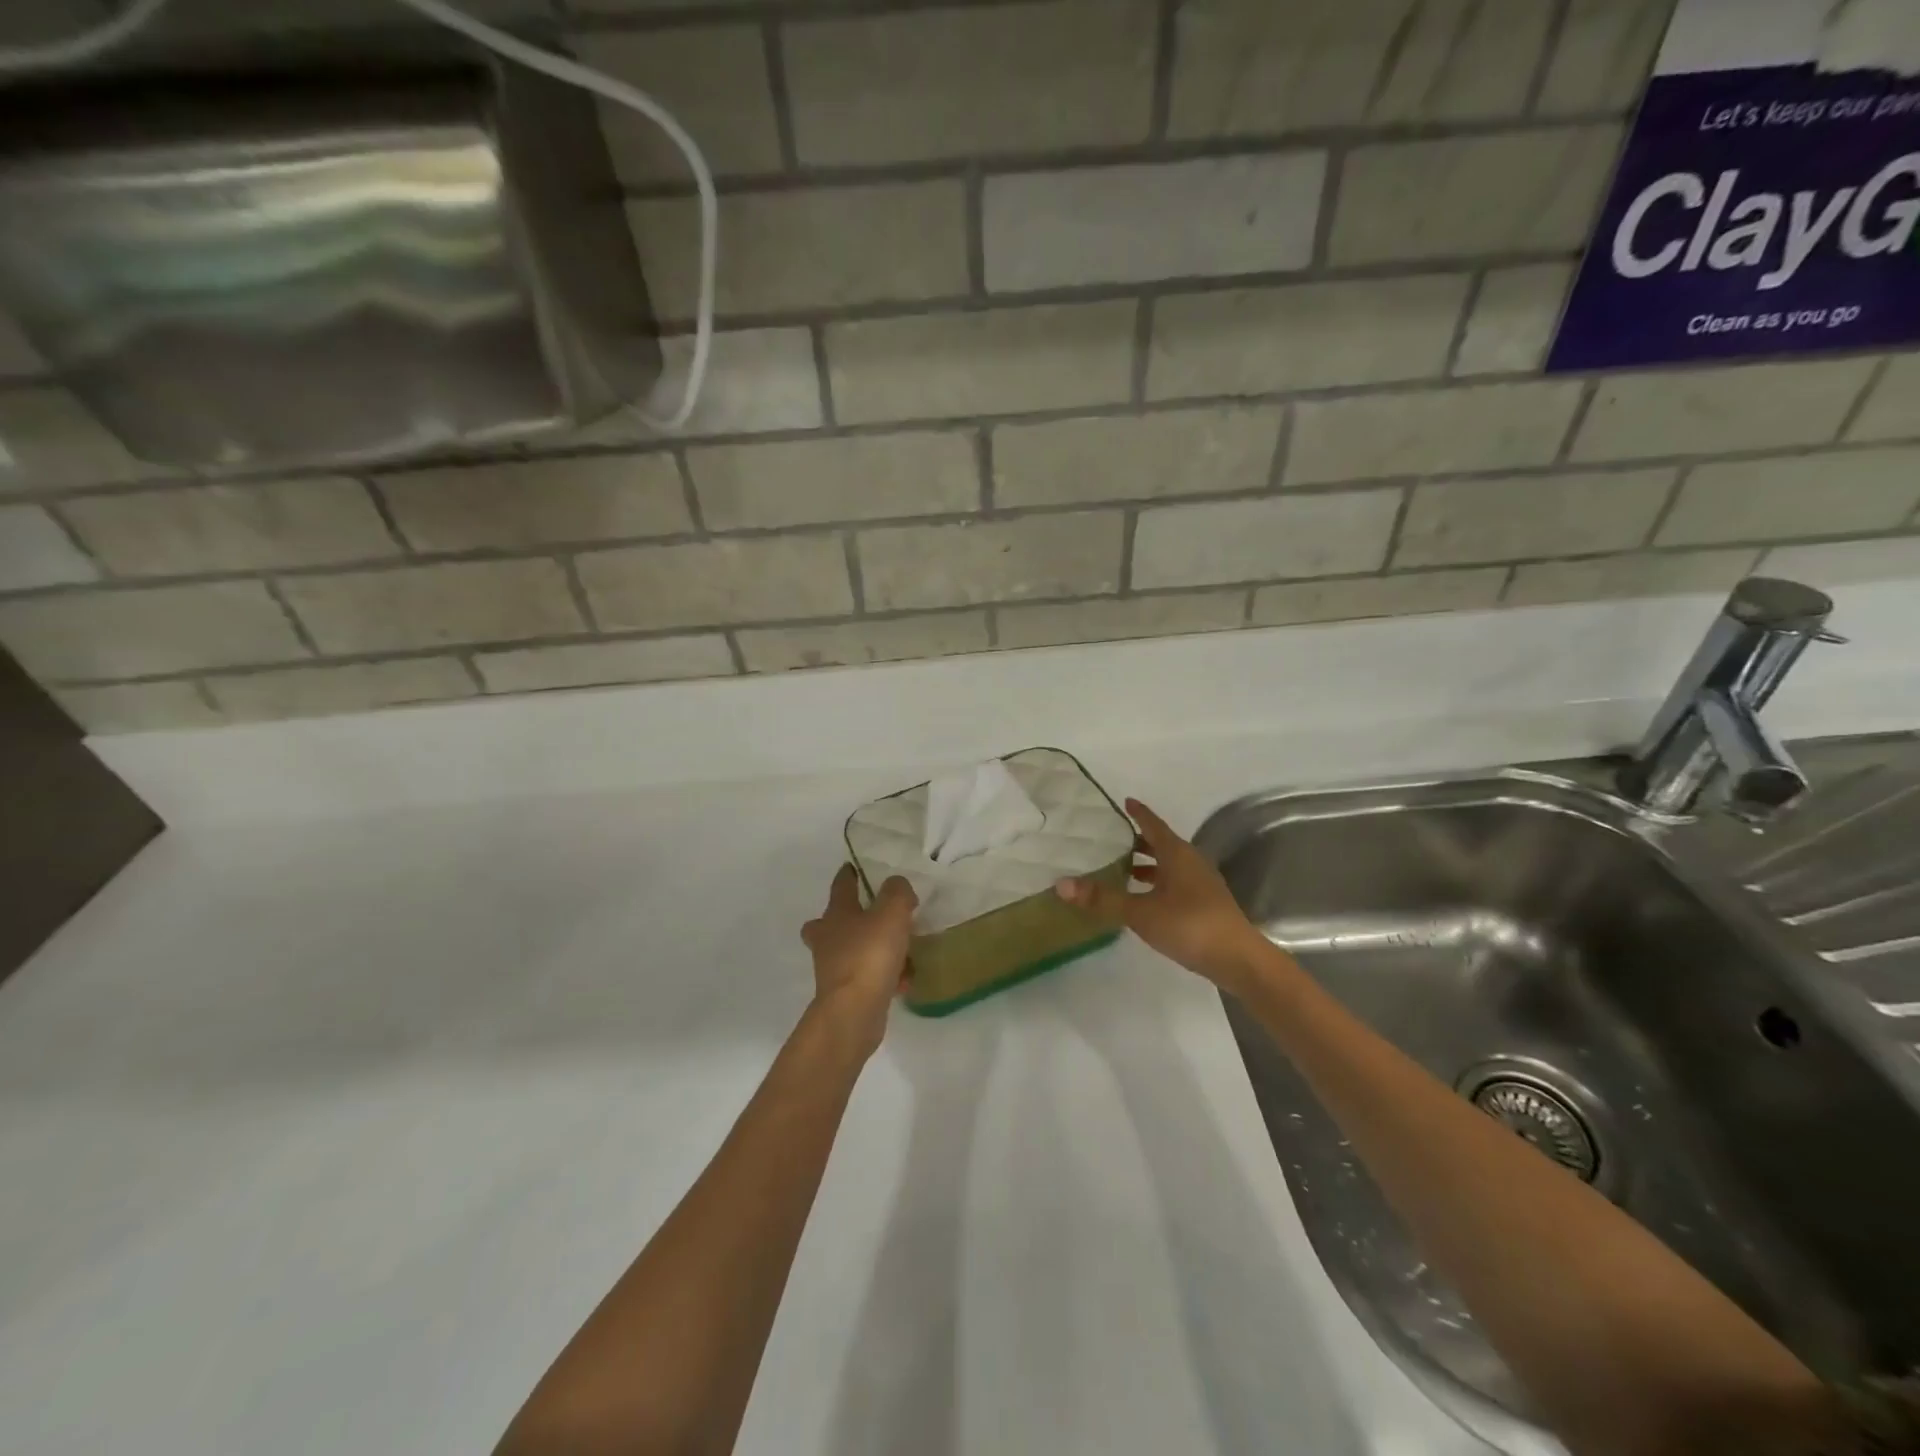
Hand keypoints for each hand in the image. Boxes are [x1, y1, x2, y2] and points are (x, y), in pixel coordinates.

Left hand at [801, 865, 916, 1050]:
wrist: (854, 1013)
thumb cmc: (869, 955)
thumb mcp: (892, 913)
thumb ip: (898, 893)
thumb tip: (897, 885)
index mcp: (837, 914)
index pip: (841, 886)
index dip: (848, 875)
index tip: (853, 867)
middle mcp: (829, 939)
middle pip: (828, 923)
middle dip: (843, 918)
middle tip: (867, 915)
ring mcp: (834, 969)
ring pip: (850, 951)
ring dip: (870, 948)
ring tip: (902, 950)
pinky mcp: (845, 994)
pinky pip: (867, 977)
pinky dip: (884, 976)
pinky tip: (904, 980)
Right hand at [1056, 798, 1270, 992]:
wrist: (1238, 960)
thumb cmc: (1189, 926)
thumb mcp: (1141, 913)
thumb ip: (1103, 899)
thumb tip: (1061, 884)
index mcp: (1177, 854)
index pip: (1153, 825)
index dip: (1138, 813)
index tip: (1124, 802)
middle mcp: (1191, 862)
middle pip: (1161, 844)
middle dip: (1138, 840)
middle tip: (1110, 837)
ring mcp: (1201, 884)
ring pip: (1168, 866)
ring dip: (1147, 865)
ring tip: (1121, 869)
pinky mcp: (1205, 905)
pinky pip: (1174, 883)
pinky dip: (1156, 884)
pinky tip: (1143, 899)